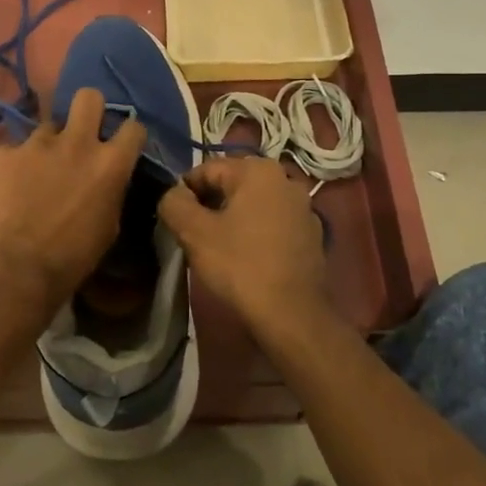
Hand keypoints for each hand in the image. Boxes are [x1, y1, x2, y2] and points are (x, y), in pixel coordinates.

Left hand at [0, 87, 146, 319]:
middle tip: (79, 132)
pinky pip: (9, 151)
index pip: (133, 127)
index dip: (127, 135)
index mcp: (109, 163)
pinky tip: (5, 191)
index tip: (119, 145)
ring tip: (33, 174)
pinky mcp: (0, 153)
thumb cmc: (72, 258)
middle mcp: (76, 142)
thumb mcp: (109, 226)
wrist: (16, 270)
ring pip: (45, 128)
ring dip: (44, 147)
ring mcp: (35, 144)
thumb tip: (107, 179)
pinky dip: (10, 167)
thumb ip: (111, 190)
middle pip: (88, 97)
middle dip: (87, 109)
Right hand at [157, 156, 329, 343]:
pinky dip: (256, 234)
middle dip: (210, 205)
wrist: (292, 315)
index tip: (175, 221)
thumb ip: (174, 203)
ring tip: (218, 249)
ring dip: (233, 219)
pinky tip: (246, 259)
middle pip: (232, 185)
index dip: (184, 193)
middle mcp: (285, 179)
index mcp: (258, 170)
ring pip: (253, 205)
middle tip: (194, 236)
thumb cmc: (240, 266)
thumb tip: (173, 194)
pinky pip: (273, 224)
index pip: (207, 170)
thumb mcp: (194, 233)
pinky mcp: (312, 235)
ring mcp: (303, 208)